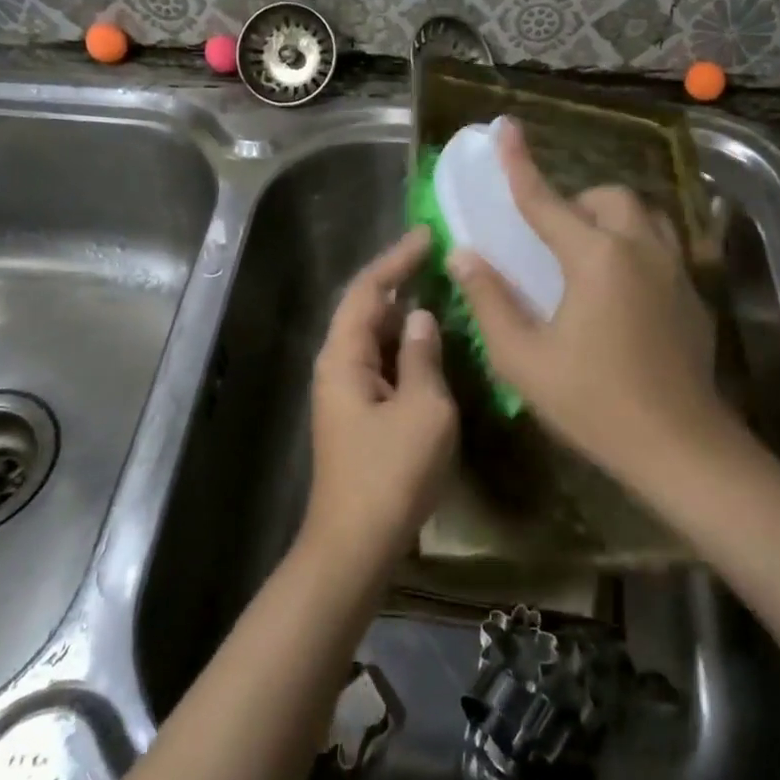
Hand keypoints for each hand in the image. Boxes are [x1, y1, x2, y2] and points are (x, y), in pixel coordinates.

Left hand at [304, 227, 458, 572]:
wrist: (356, 545)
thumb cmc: (391, 473)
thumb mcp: (423, 410)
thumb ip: (423, 356)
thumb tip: (421, 317)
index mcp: (343, 357)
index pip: (367, 289)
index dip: (396, 258)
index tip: (429, 235)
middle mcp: (337, 366)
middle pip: (365, 308)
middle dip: (400, 280)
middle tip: (441, 259)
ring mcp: (345, 392)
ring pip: (374, 336)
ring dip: (404, 313)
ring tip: (442, 290)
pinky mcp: (358, 413)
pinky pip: (381, 362)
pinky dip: (405, 345)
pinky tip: (433, 343)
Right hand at [448, 121, 724, 481]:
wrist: (681, 447)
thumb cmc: (593, 403)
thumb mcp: (523, 359)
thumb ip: (490, 300)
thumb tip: (464, 255)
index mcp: (595, 258)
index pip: (546, 200)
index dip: (519, 163)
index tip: (505, 127)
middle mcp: (640, 249)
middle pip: (608, 197)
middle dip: (576, 203)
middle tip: (551, 237)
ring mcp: (675, 269)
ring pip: (644, 215)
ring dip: (610, 219)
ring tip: (587, 254)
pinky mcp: (693, 294)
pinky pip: (662, 245)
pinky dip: (635, 245)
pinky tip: (621, 288)